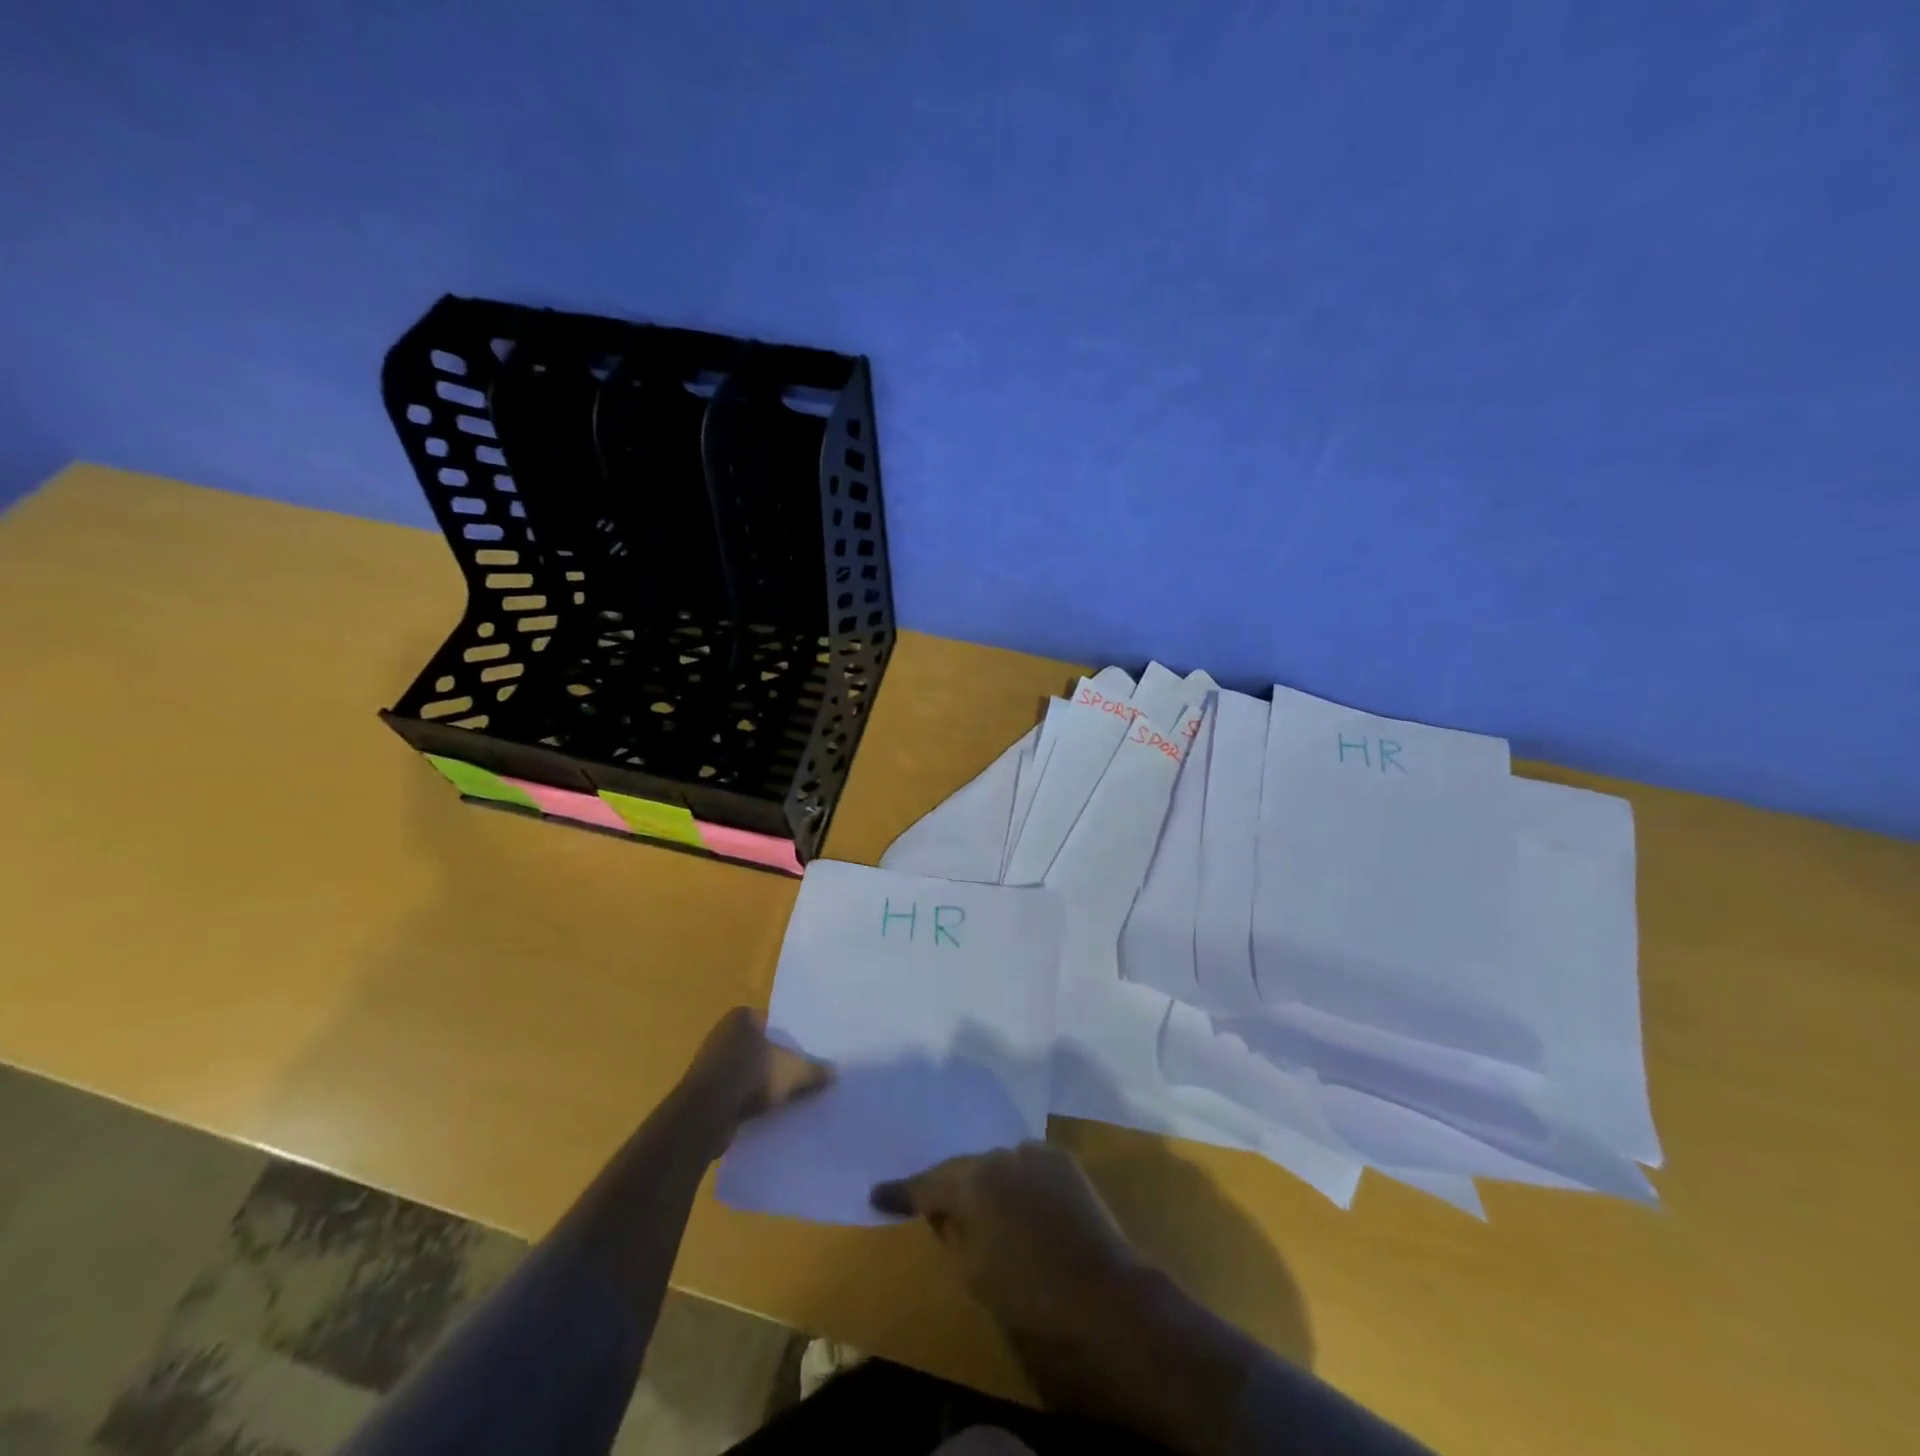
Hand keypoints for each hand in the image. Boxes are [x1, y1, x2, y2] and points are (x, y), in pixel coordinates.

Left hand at [681, 1008, 832, 1132]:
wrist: (704, 1114)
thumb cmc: (750, 1076)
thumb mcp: (793, 1072)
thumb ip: (814, 1071)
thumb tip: (835, 1073)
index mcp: (742, 1017)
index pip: (773, 1023)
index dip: (790, 1039)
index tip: (805, 1055)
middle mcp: (723, 1033)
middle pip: (759, 1047)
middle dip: (775, 1061)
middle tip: (798, 1075)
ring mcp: (710, 1062)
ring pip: (746, 1070)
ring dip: (760, 1083)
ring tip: (784, 1097)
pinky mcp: (702, 1089)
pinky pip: (733, 1091)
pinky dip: (746, 1100)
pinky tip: (763, 1113)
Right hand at [875, 1143, 1272, 1455]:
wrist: (1105, 1294)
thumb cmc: (1030, 1294)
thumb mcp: (973, 1273)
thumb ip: (952, 1233)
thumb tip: (944, 1214)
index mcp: (973, 1182)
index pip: (925, 1184)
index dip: (900, 1192)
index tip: (877, 1193)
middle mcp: (1000, 1155)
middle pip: (964, 1168)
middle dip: (948, 1186)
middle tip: (931, 1205)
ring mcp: (1035, 1152)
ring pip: (997, 1164)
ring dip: (986, 1182)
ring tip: (980, 1205)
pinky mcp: (1063, 1159)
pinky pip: (1026, 1165)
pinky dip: (1016, 1180)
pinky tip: (1019, 1201)